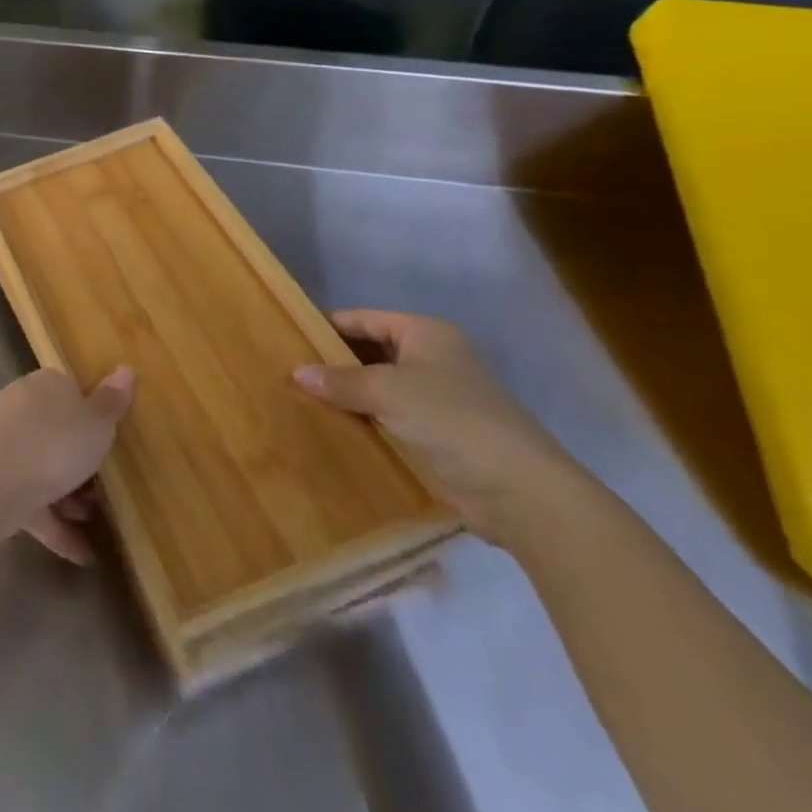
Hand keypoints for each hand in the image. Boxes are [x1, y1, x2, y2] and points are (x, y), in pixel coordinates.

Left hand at [0, 367, 134, 564]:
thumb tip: (126, 369)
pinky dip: (52, 523)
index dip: (93, 419)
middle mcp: (19, 405)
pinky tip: (79, 555)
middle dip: (79, 463)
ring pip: (40, 467)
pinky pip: (27, 499)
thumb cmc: (53, 445)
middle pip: (56, 432)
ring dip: (67, 496)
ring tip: (91, 524)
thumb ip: (112, 402)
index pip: (72, 392)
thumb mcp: (96, 424)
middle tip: (103, 492)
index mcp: (45, 384)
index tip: (110, 447)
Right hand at [294, 311, 584, 546]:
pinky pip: (393, 419)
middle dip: (335, 364)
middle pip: (372, 352)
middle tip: (290, 373)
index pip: (364, 319)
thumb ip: (340, 380)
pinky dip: (368, 422)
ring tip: (303, 401)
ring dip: (350, 397)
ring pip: (381, 388)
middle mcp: (434, 359)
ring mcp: (440, 398)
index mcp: (426, 334)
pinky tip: (336, 431)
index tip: (289, 337)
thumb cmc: (452, 420)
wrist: (522, 492)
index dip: (328, 326)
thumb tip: (297, 373)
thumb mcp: (388, 392)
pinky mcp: (443, 435)